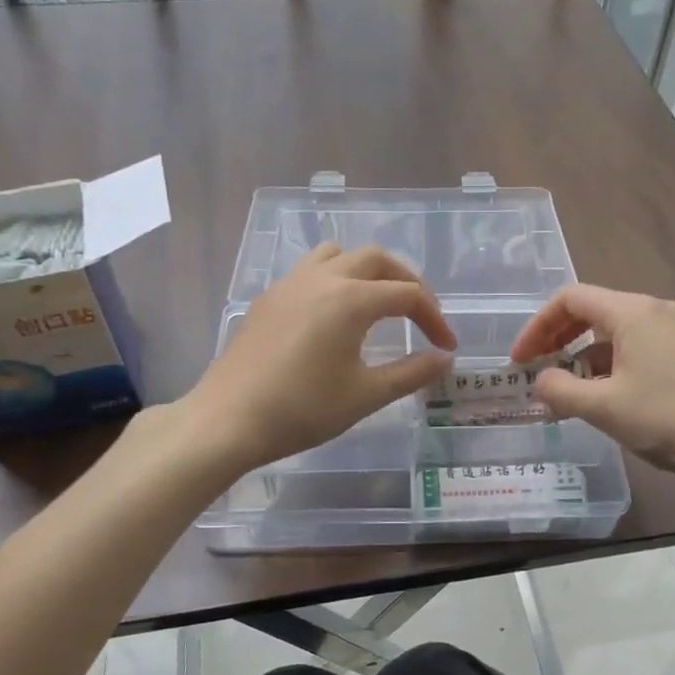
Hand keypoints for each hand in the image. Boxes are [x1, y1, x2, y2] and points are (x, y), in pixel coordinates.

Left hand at [185, 243, 456, 474]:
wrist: (229, 420)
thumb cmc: (303, 410)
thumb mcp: (365, 395)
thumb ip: (411, 373)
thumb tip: (445, 359)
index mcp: (351, 299)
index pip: (408, 295)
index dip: (434, 318)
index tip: (446, 347)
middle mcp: (322, 279)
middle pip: (376, 260)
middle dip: (406, 281)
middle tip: (421, 313)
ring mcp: (290, 285)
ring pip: (338, 255)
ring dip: (366, 270)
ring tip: (377, 302)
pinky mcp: (269, 299)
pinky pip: (310, 271)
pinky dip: (335, 279)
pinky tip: (333, 316)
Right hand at [511, 284, 674, 491]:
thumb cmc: (669, 421)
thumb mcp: (604, 409)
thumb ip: (560, 390)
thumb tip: (539, 382)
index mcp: (634, 312)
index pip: (571, 299)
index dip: (537, 327)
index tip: (520, 361)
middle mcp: (655, 310)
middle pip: (592, 311)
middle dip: (557, 339)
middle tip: (535, 372)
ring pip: (614, 332)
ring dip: (582, 356)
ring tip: (564, 392)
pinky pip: (636, 347)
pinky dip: (608, 365)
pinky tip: (601, 396)